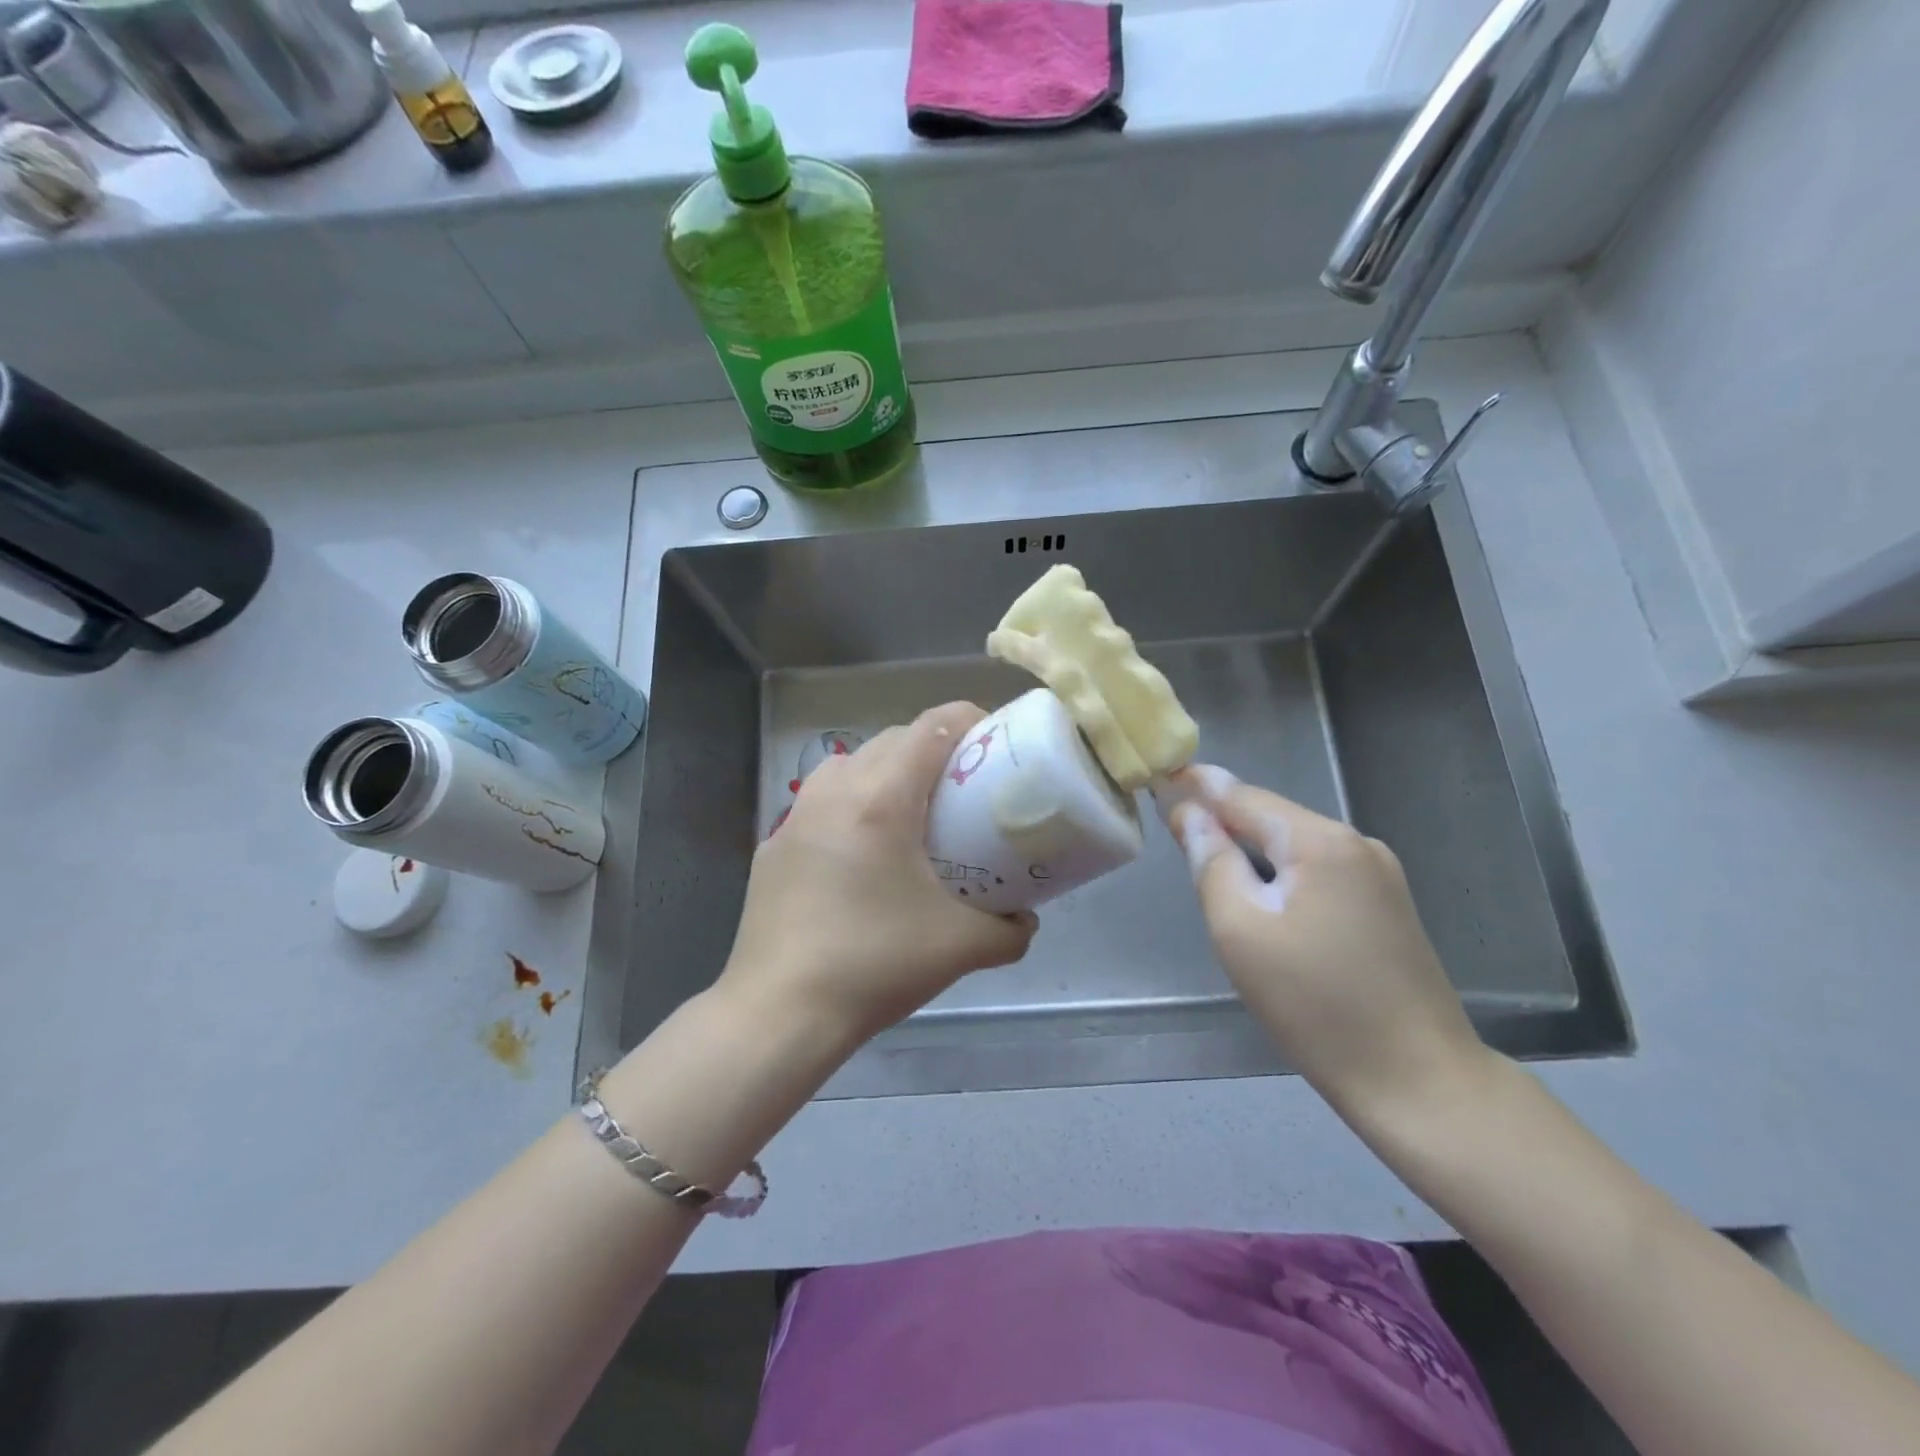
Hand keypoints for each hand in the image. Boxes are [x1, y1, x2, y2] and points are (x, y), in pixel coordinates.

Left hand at [719, 702, 1038, 1047]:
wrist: (779, 1013)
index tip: (997, 745)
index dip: (971, 722)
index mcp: (881, 798)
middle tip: (965, 788)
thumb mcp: (961, 948)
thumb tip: (1025, 919)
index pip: (933, 726)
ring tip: (916, 816)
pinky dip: (855, 805)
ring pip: (853, 764)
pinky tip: (866, 856)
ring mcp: (796, 815)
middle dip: (935, 749)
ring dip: (890, 772)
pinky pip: (824, 801)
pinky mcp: (774, 845)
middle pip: (894, 739)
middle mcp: (834, 790)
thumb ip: (1009, 929)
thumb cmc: (873, 965)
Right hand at [1156, 765, 1488, 1122]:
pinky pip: (1319, 871)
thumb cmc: (1314, 1004)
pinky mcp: (1388, 907)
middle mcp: (1357, 844)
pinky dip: (1282, 873)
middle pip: (1273, 818)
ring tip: (1210, 858)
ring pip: (1296, 846)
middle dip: (1225, 819)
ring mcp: (1381, 875)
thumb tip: (1190, 814)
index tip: (1160, 779)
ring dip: (1252, 848)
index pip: (1244, 797)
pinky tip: (1264, 896)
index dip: (1199, 788)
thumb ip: (1211, 861)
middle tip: (1176, 826)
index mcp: (1321, 841)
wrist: (1418, 1081)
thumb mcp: (1240, 929)